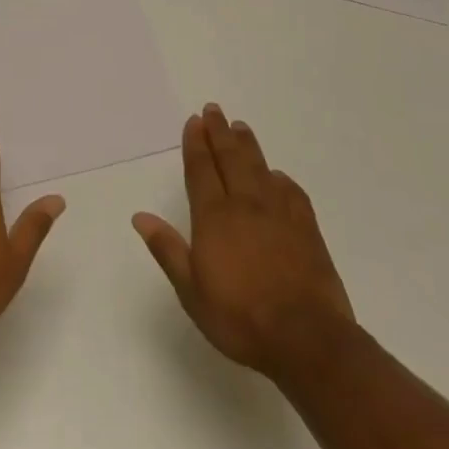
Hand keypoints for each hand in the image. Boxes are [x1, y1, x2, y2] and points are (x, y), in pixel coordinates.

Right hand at [133, 104, 353, 380]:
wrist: (307, 338)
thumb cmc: (240, 317)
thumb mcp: (191, 290)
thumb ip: (168, 249)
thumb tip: (140, 216)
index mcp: (214, 217)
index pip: (201, 169)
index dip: (196, 143)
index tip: (194, 121)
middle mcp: (245, 205)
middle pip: (230, 159)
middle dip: (220, 133)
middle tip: (214, 110)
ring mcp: (279, 214)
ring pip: (260, 168)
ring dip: (248, 145)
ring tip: (240, 127)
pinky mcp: (307, 229)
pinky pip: (291, 192)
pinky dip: (280, 179)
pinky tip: (277, 176)